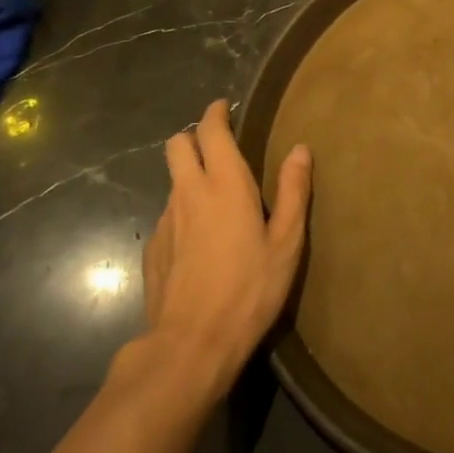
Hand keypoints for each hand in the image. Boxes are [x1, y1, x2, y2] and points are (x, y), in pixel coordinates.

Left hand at [135, 100, 311, 399]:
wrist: (192, 344)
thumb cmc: (250, 289)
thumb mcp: (286, 242)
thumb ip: (293, 191)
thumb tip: (300, 149)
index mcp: (224, 185)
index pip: (210, 131)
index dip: (215, 114)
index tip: (224, 108)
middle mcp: (188, 194)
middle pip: (176, 145)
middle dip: (193, 137)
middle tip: (219, 149)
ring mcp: (165, 222)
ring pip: (173, 182)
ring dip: (190, 178)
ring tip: (218, 203)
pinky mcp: (152, 249)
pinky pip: (168, 216)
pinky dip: (184, 214)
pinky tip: (202, 243)